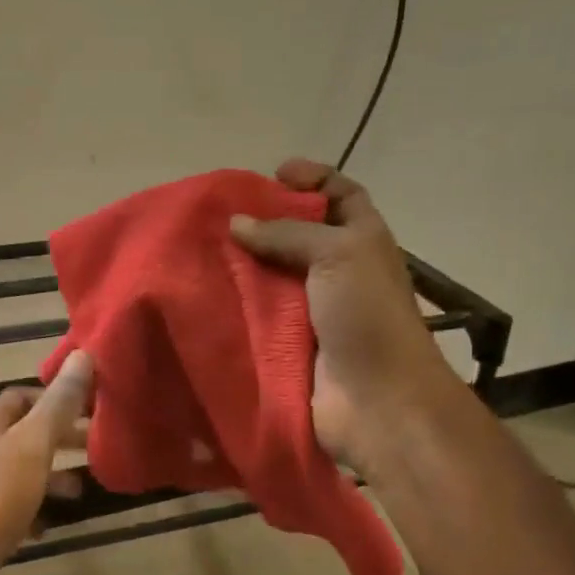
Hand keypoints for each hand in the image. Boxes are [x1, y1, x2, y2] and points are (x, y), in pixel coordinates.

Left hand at [0, 351, 94, 574]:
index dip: (54, 397)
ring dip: (51, 477)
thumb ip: (59, 405)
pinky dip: (36, 513)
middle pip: (23, 435)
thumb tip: (84, 353)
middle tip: (97, 445)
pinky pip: (13, 512)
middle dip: (60, 438)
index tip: (90, 407)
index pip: (20, 396)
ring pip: (20, 474)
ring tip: (84, 490)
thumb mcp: (32, 447)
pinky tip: (52, 526)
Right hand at [230, 159, 455, 474]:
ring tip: (198, 252)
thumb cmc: (367, 316)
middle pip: (298, 236)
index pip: (340, 196)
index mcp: (362, 242)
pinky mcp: (286, 346)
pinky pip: (256, 319)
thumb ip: (287, 234)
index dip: (312, 180)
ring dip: (240, 267)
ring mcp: (311, 312)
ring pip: (270, 279)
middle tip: (218, 215)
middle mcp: (337, 273)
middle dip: (263, 223)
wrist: (376, 401)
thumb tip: (236, 223)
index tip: (272, 173)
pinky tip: (201, 297)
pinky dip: (233, 308)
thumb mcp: (338, 255)